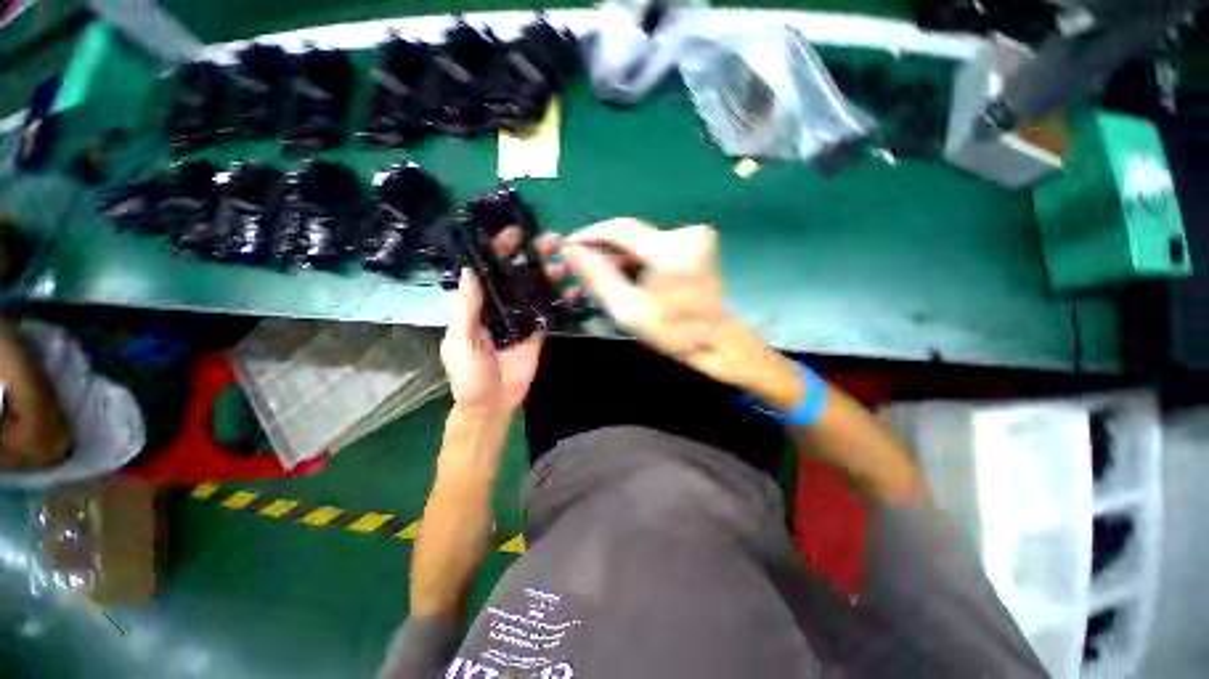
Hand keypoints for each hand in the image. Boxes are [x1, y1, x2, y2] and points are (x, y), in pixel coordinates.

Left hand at [439, 227, 580, 414]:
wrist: (492, 404)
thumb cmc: (469, 374)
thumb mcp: (460, 340)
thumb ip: (467, 307)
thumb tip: (470, 270)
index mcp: (478, 304)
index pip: (489, 270)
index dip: (500, 250)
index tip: (516, 234)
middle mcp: (501, 305)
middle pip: (518, 274)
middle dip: (533, 256)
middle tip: (553, 242)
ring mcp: (522, 318)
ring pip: (537, 289)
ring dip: (551, 275)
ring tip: (567, 264)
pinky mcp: (538, 332)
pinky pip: (550, 312)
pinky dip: (563, 301)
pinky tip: (575, 291)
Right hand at [560, 219, 747, 385]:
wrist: (715, 340)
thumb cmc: (674, 332)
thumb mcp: (629, 311)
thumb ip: (598, 278)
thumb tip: (570, 250)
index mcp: (672, 252)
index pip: (620, 229)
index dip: (590, 235)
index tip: (568, 246)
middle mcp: (686, 234)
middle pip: (630, 235)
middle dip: (604, 250)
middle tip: (583, 269)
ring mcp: (695, 237)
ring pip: (641, 241)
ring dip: (620, 257)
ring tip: (604, 278)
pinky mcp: (696, 243)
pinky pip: (654, 246)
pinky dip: (637, 259)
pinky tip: (627, 277)